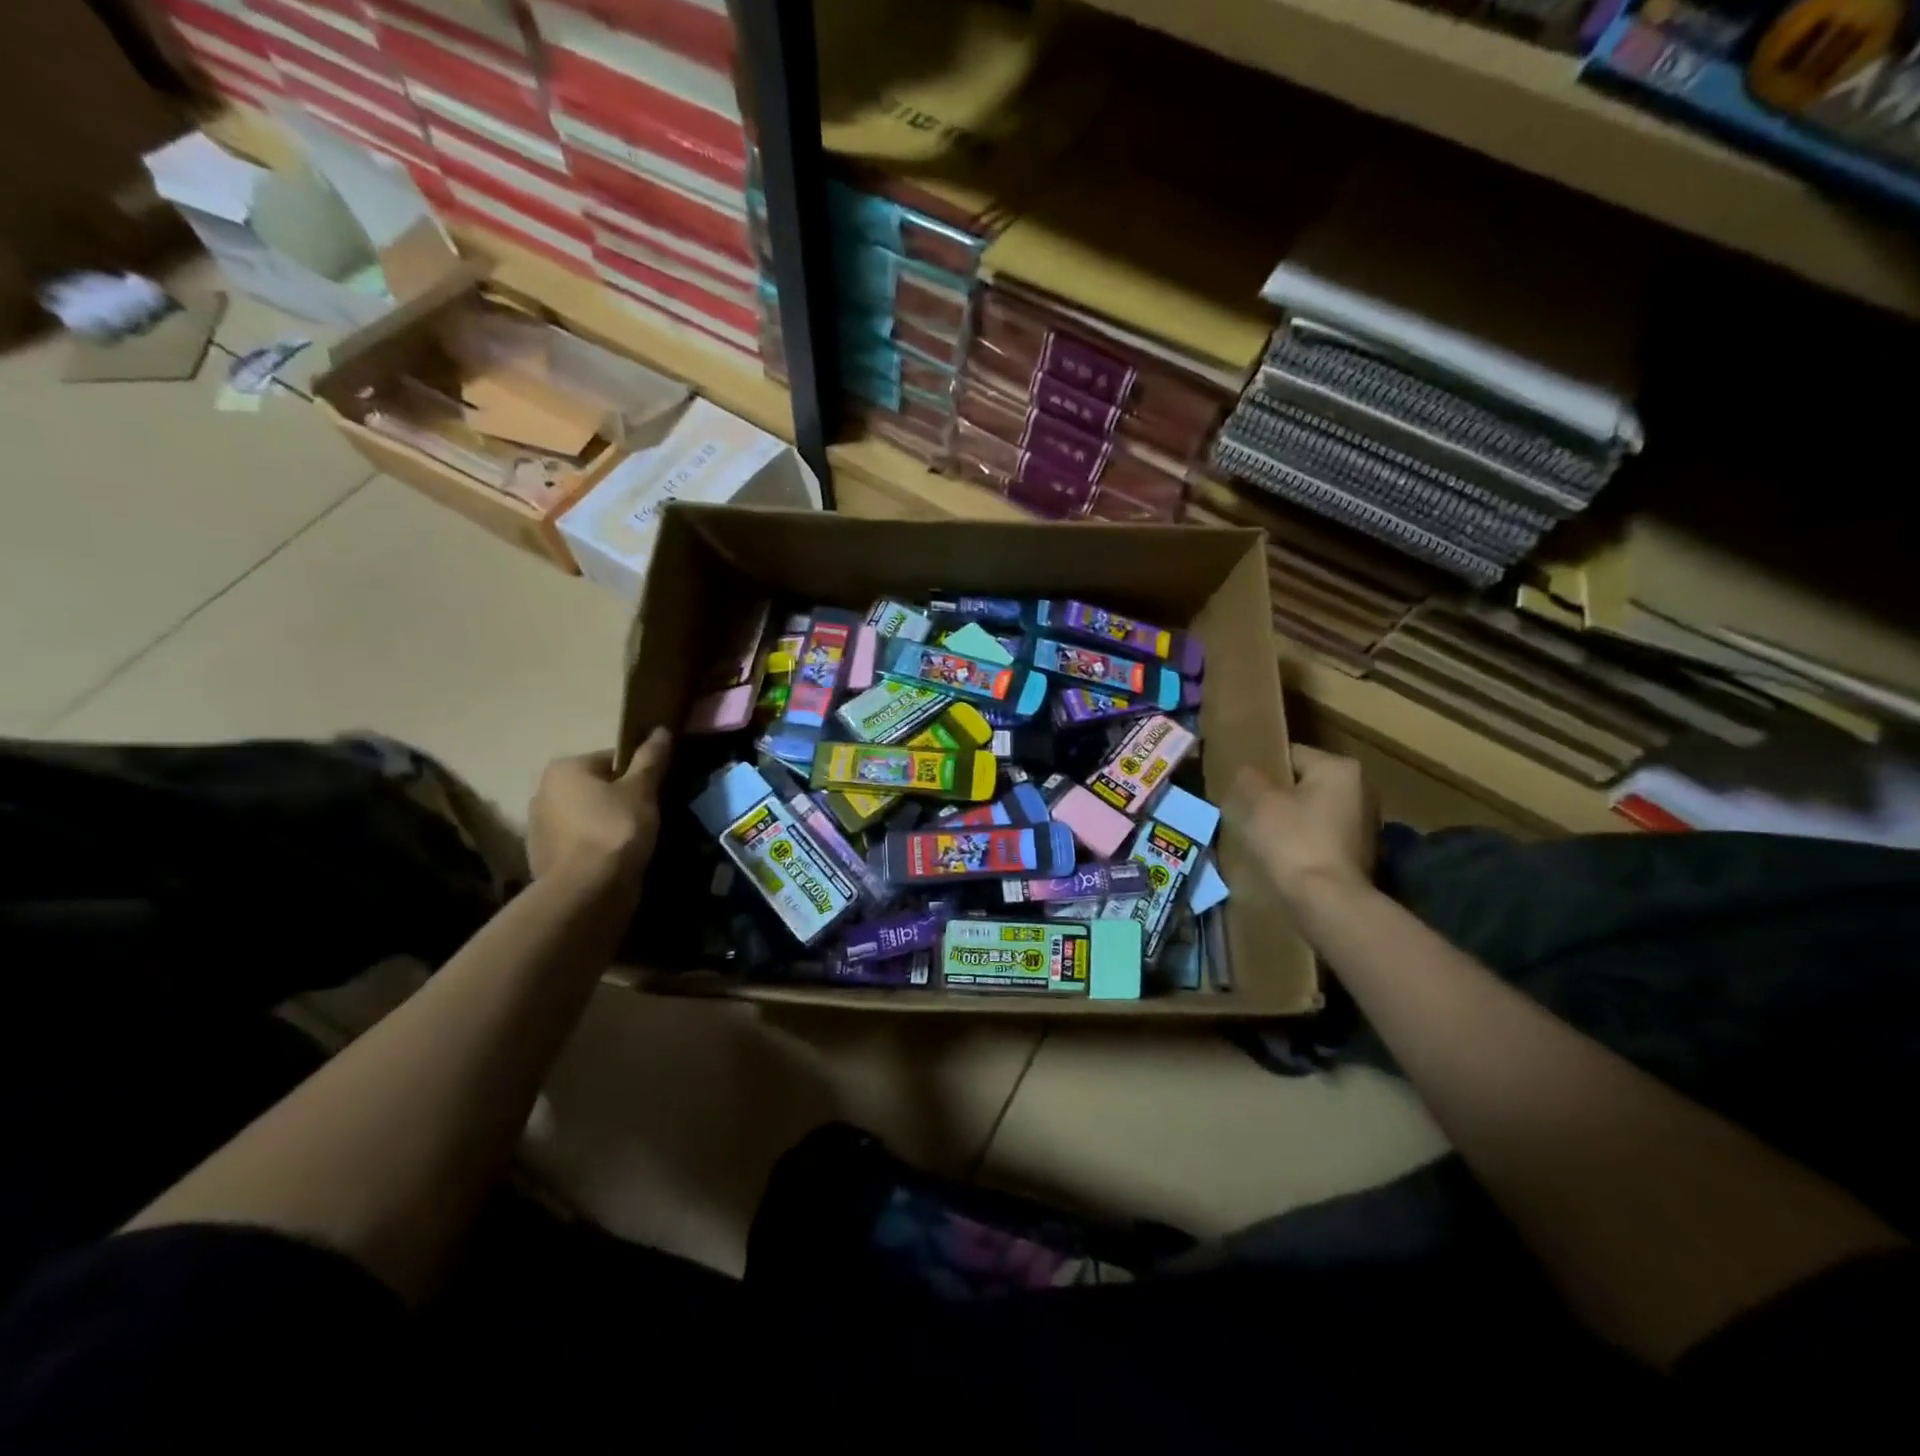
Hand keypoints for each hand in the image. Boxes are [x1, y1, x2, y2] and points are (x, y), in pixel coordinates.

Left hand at [527, 729, 670, 888]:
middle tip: (647, 816)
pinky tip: (615, 859)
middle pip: (596, 787)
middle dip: (620, 799)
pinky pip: (577, 842)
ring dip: (606, 823)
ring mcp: (538, 828)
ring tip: (634, 840)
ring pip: (585, 816)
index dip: (639, 774)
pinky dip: (594, 846)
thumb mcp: (642, 790)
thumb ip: (651, 758)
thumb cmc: (616, 829)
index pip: (612, 759)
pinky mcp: (542, 858)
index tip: (655, 792)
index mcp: (564, 769)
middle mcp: (542, 792)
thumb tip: (661, 730)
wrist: (587, 891)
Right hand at [1231, 745, 1376, 905]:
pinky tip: (1284, 856)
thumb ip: (1249, 778)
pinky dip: (1304, 841)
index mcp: (1339, 767)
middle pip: (1303, 783)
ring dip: (1290, 820)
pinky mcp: (1362, 851)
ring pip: (1312, 810)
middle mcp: (1361, 788)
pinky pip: (1322, 835)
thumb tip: (1247, 772)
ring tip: (1263, 837)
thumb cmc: (1293, 842)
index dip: (1261, 771)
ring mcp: (1366, 822)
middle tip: (1249, 812)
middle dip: (1277, 796)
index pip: (1290, 755)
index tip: (1242, 789)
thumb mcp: (1259, 802)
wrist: (1328, 901)